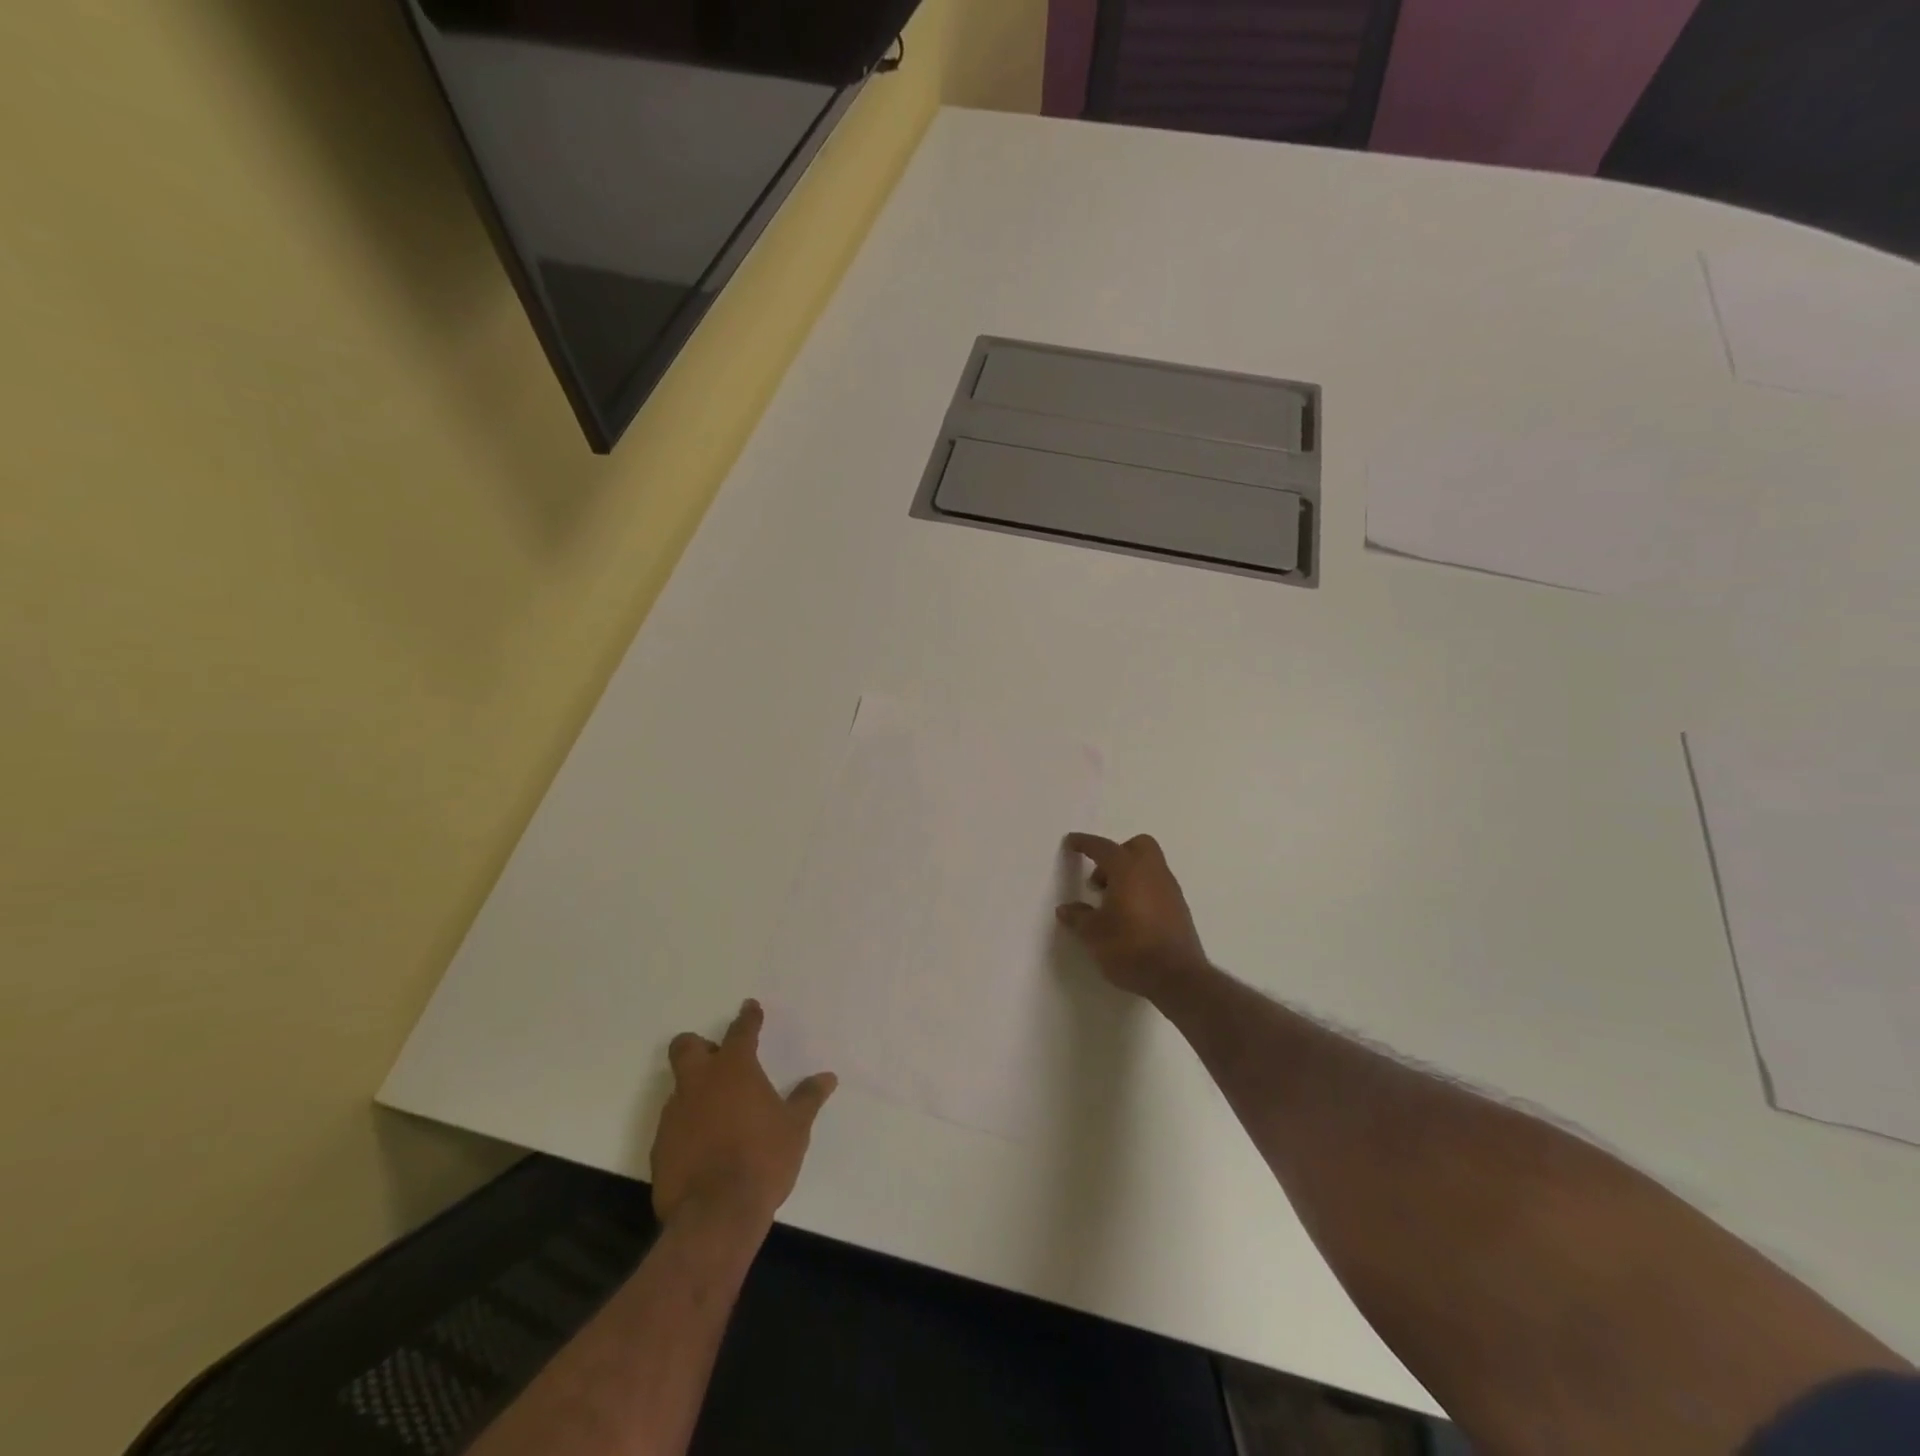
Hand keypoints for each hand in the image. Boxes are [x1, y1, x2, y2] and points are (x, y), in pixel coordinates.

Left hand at [650, 1000, 835, 1229]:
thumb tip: (828, 1077)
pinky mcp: (660, 1148)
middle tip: (718, 1060)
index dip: (748, 1018)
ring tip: (718, 1112)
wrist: (715, 1215)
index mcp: (734, 1069)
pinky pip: (673, 1125)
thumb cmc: (763, 1160)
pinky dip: (688, 1127)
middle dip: (699, 1046)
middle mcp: (699, 1083)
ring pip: (679, 1087)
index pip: (741, 1031)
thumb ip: (808, 1098)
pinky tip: (704, 1147)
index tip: (750, 1008)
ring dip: (695, 1091)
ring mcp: (675, 1114)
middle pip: (686, 1047)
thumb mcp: (795, 1128)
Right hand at [1056, 832, 1208, 998]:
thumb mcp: (1094, 934)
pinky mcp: (1179, 908)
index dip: (1085, 843)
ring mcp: (1170, 890)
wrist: (1177, 977)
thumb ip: (1078, 917)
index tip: (1072, 842)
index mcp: (1128, 870)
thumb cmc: (1129, 948)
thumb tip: (1066, 909)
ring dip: (1129, 875)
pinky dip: (1142, 891)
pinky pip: (1157, 886)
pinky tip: (1131, 917)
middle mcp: (1152, 872)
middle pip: (1137, 846)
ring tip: (1112, 904)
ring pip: (1149, 866)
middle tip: (1100, 882)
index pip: (1103, 848)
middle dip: (1116, 855)